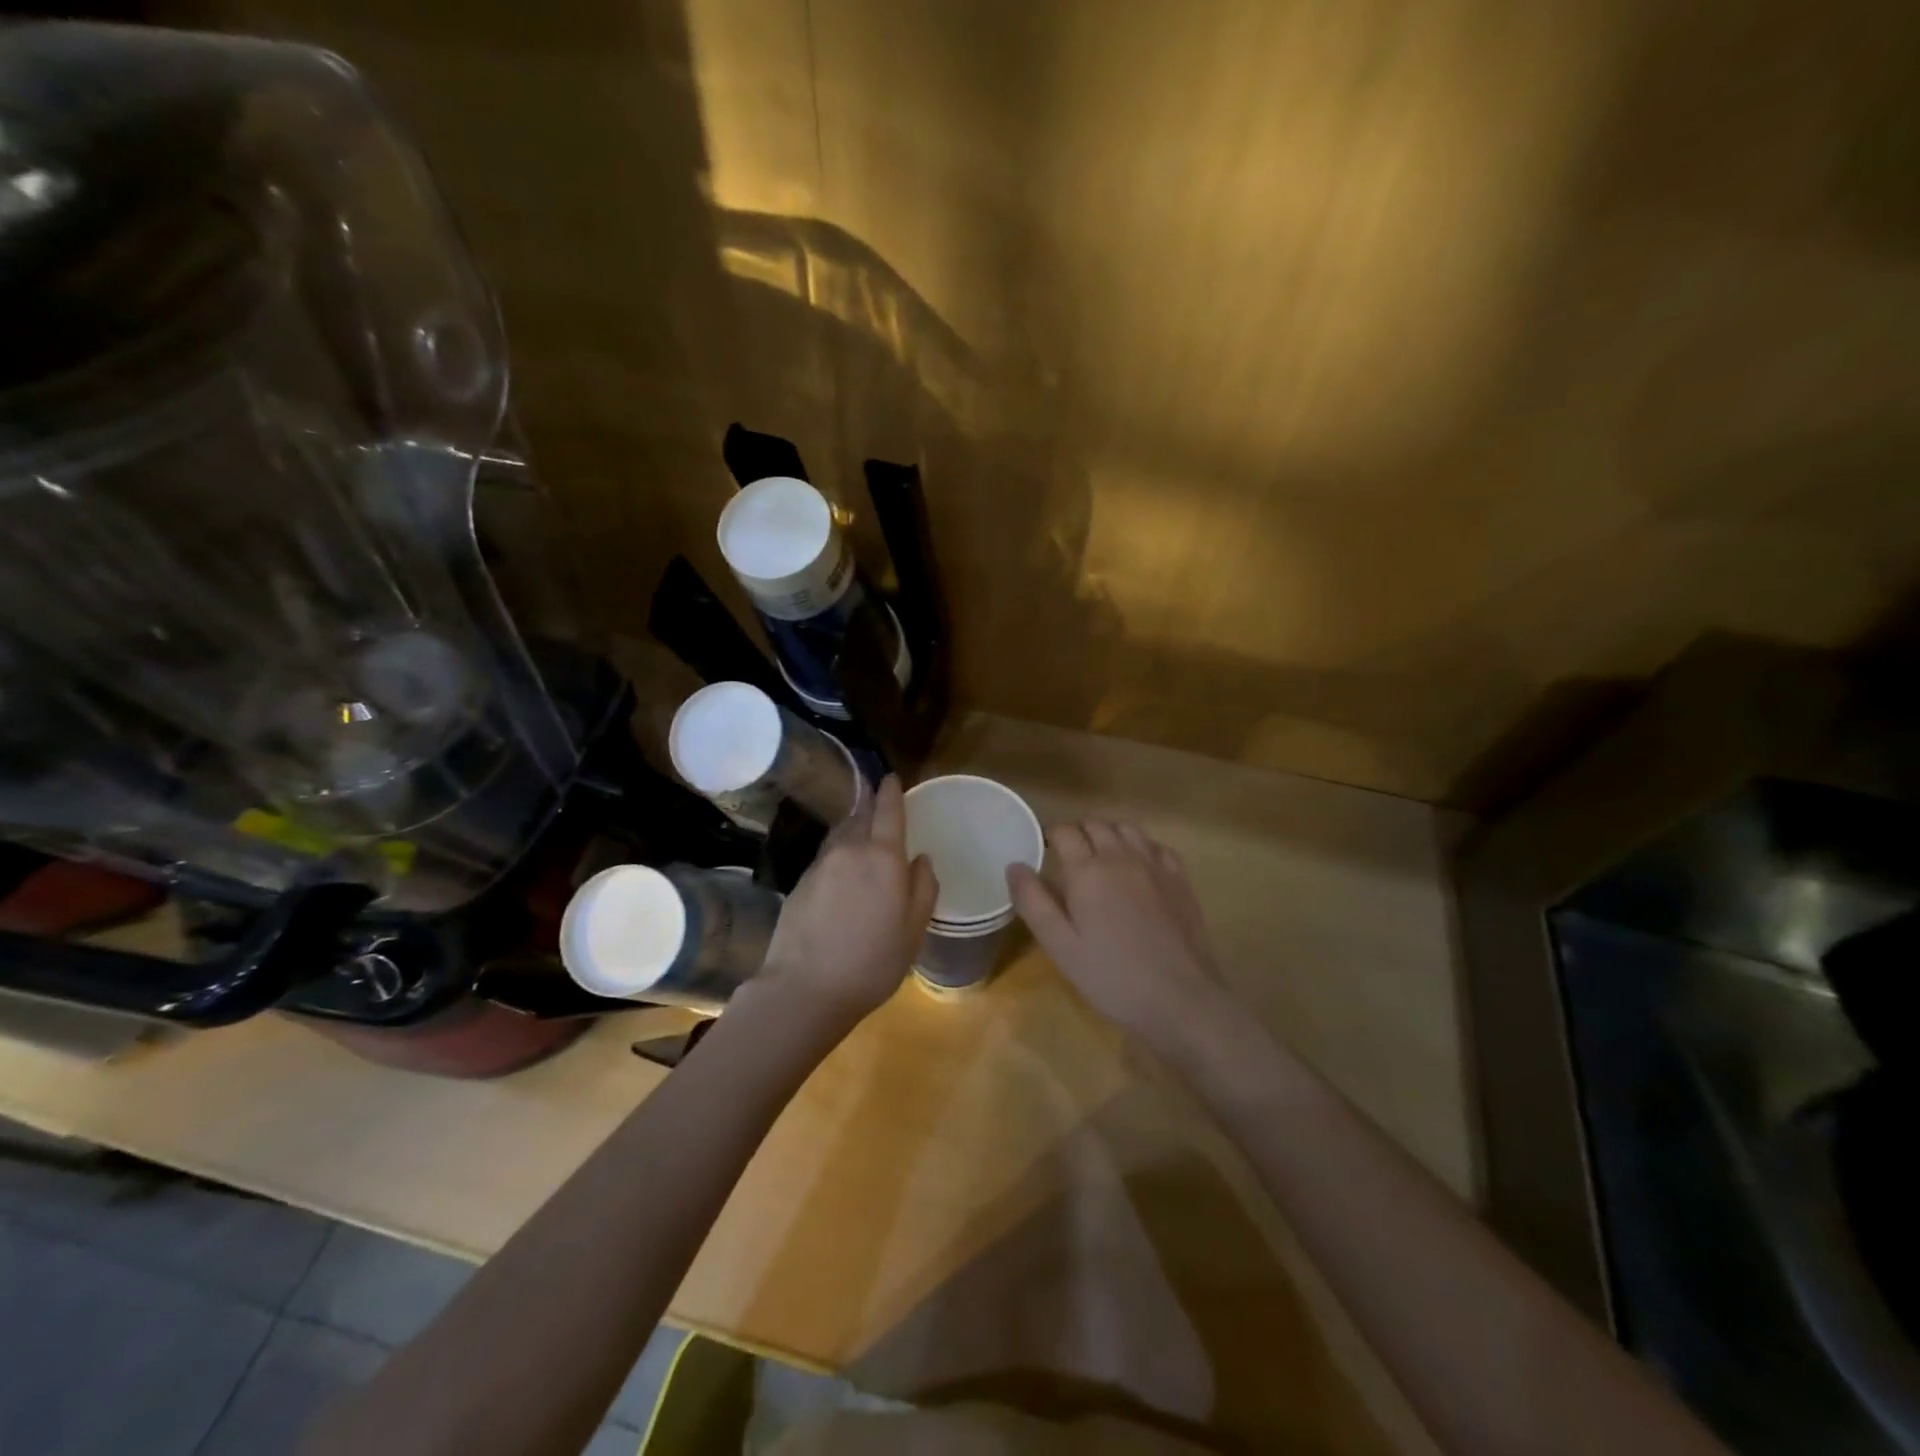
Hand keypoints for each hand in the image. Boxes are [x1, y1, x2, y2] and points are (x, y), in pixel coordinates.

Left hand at [762, 775, 937, 1024]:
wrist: (804, 988)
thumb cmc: (872, 961)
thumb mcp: (913, 930)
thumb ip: (923, 888)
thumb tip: (921, 859)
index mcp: (883, 857)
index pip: (888, 811)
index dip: (891, 792)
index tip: (891, 777)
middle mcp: (849, 851)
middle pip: (861, 817)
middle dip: (871, 806)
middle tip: (879, 804)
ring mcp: (820, 865)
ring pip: (841, 836)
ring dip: (853, 830)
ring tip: (862, 837)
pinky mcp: (799, 883)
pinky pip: (826, 858)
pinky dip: (837, 856)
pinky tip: (841, 875)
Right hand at [1008, 821, 1228, 1047]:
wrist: (1179, 997)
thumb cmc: (1111, 976)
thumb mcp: (1060, 946)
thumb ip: (1033, 902)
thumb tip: (1014, 865)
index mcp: (1087, 871)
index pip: (1064, 833)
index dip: (1050, 836)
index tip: (1044, 851)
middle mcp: (1120, 857)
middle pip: (1096, 825)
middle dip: (1079, 833)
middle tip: (1069, 857)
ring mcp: (1154, 865)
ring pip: (1127, 828)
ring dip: (1109, 833)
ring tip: (1101, 855)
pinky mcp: (1179, 879)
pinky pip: (1157, 845)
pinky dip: (1141, 846)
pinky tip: (1138, 866)